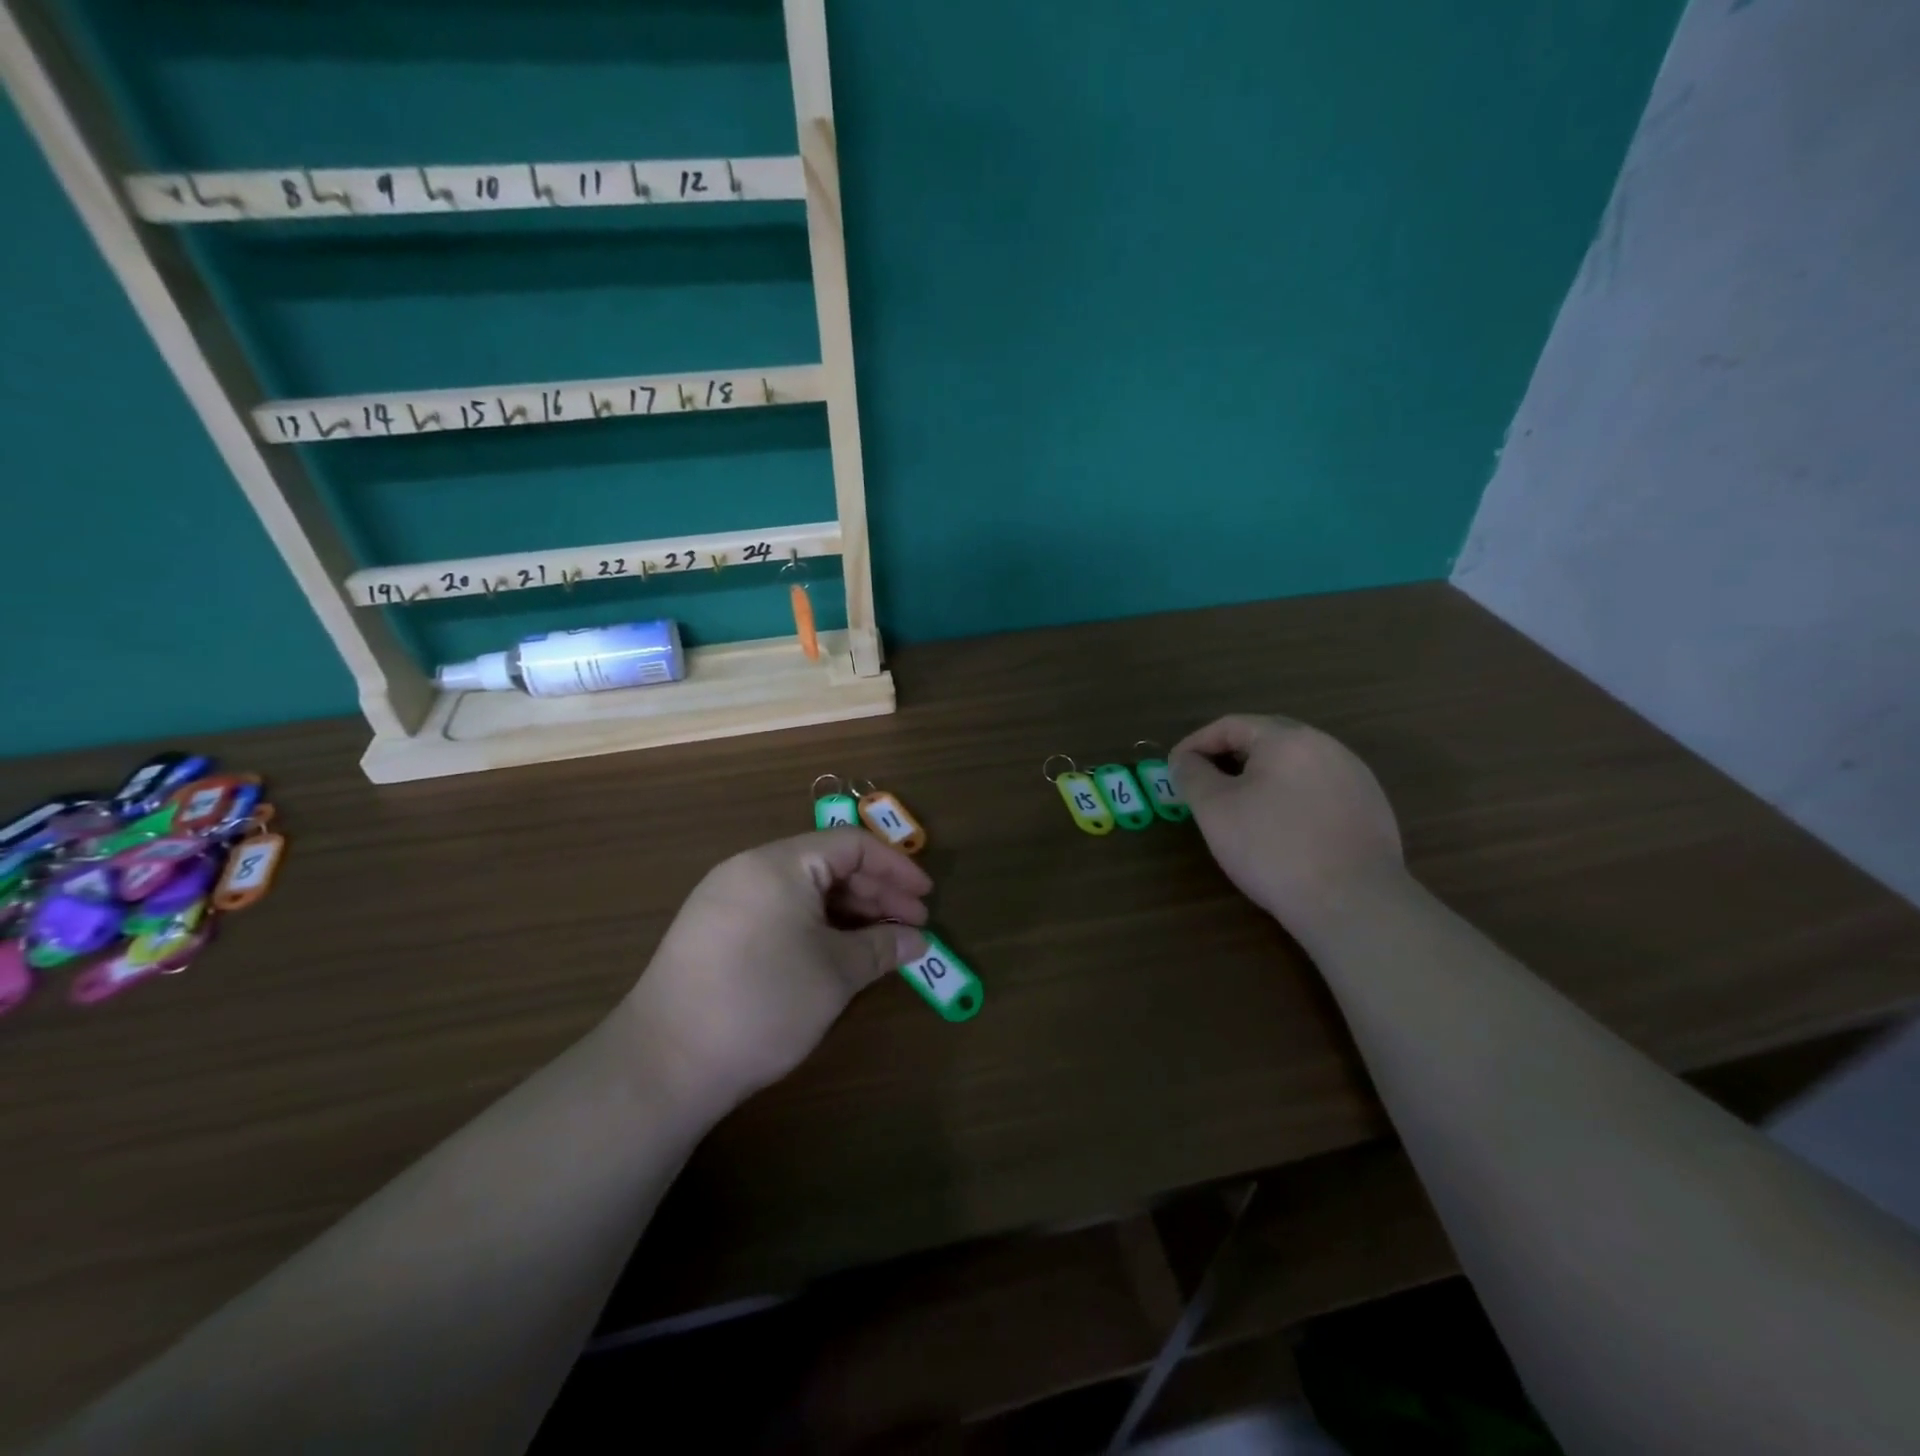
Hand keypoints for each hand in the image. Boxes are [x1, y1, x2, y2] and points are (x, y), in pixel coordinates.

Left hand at [623, 830, 931, 1114]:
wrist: (664, 1063)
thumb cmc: (762, 1003)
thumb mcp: (835, 974)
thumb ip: (882, 948)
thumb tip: (918, 941)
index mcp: (779, 864)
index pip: (851, 845)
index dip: (895, 869)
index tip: (926, 898)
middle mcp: (750, 869)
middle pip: (827, 865)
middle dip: (875, 894)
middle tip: (912, 926)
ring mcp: (727, 899)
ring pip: (803, 891)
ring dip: (848, 913)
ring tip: (881, 944)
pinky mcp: (714, 931)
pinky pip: (779, 911)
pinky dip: (816, 926)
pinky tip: (837, 954)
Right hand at [1172, 714, 1404, 938]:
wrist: (1353, 903)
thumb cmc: (1272, 848)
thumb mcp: (1214, 810)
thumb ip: (1192, 775)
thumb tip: (1184, 761)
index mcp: (1287, 738)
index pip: (1230, 725)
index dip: (1195, 744)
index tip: (1174, 769)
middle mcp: (1326, 746)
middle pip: (1265, 740)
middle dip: (1228, 758)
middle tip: (1203, 785)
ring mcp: (1355, 776)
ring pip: (1294, 765)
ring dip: (1260, 777)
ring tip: (1240, 807)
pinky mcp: (1371, 807)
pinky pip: (1319, 789)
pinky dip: (1290, 797)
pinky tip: (1282, 828)